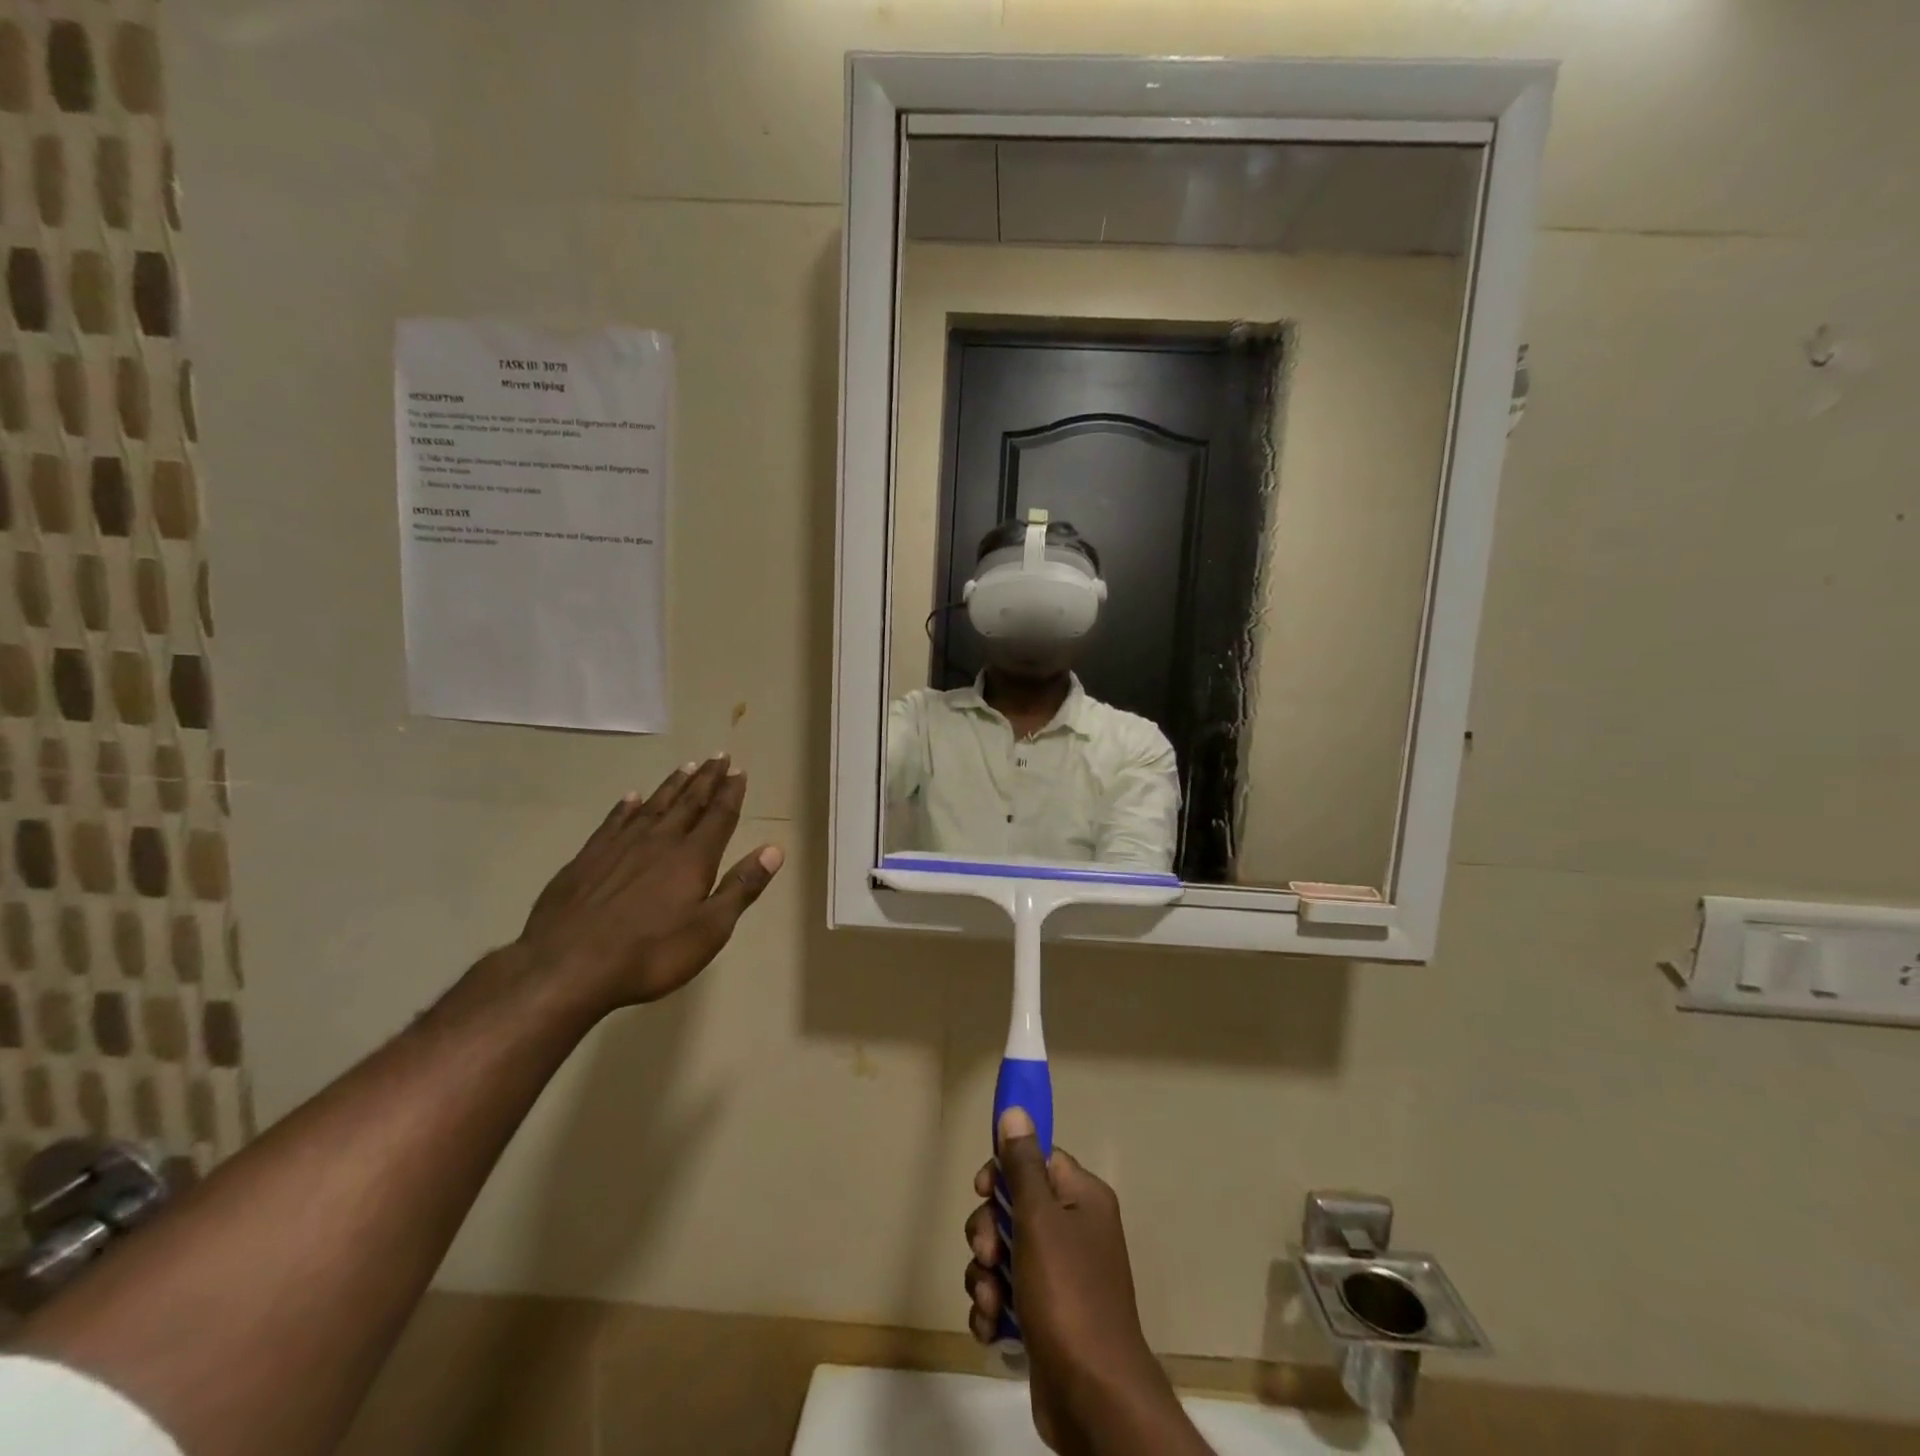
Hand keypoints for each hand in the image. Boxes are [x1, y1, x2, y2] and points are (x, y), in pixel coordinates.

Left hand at [512, 757, 782, 1013]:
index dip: (731, 793)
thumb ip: (741, 887)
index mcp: (692, 858)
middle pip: (688, 803)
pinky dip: (626, 807)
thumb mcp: (710, 929)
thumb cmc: (650, 954)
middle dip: (707, 780)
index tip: (739, 770)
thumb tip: (774, 850)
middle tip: (719, 756)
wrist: (566, 967)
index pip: (719, 816)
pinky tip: (632, 798)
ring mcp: (619, 847)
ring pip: (653, 806)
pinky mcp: (587, 859)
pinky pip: (613, 821)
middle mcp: (659, 841)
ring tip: (687, 766)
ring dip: (673, 785)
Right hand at [964, 1109, 1172, 1451]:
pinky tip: (992, 1327)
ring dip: (986, 1276)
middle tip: (988, 1256)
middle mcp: (1075, 1230)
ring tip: (991, 1302)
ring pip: (1004, 1254)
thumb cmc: (1068, 1295)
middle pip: (1015, 1207)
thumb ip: (1023, 1166)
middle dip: (989, 1232)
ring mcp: (1061, 1277)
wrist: (1093, 1398)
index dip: (1006, 1172)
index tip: (983, 1190)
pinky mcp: (1045, 1317)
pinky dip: (993, 1308)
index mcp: (1083, 1198)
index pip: (1038, 1160)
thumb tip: (1016, 1112)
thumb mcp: (1039, 1220)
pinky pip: (1006, 1295)